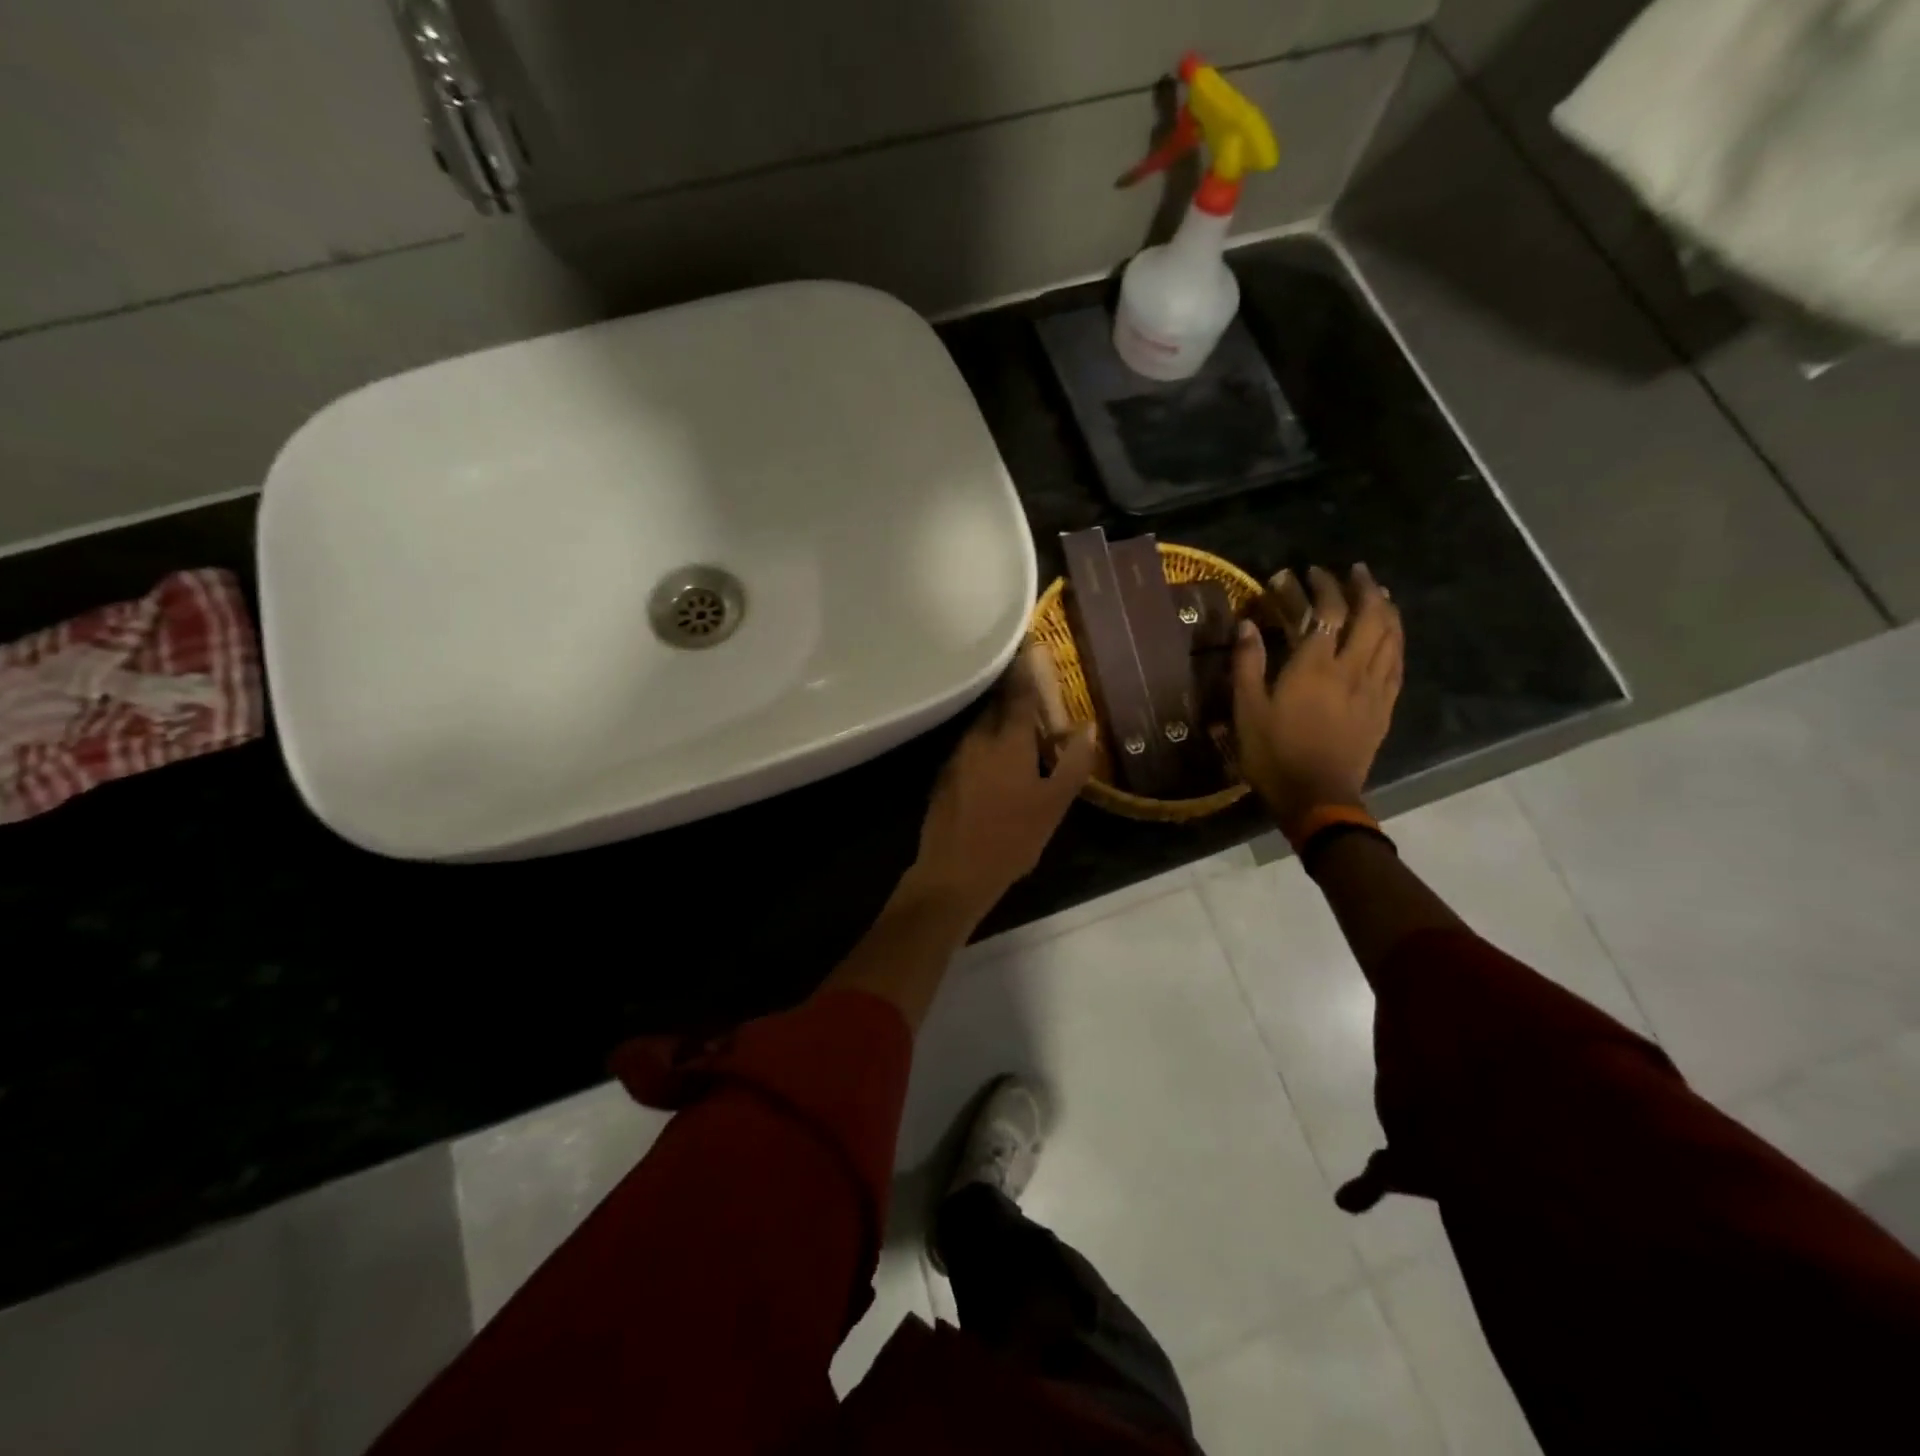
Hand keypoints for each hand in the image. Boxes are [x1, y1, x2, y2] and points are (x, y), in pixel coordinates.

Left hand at [903, 668, 1096, 930]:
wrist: (954, 873)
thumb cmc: (1012, 838)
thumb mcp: (1054, 804)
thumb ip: (1073, 762)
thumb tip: (1088, 726)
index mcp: (1007, 740)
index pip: (1020, 693)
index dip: (1028, 669)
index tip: (1033, 646)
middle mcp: (977, 739)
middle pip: (997, 706)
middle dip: (1013, 694)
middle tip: (1032, 690)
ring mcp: (956, 757)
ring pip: (981, 727)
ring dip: (999, 720)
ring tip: (1018, 724)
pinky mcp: (944, 777)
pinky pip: (969, 747)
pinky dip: (985, 742)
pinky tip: (995, 759)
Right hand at [1232, 564, 1402, 830]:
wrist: (1317, 796)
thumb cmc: (1274, 754)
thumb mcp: (1247, 710)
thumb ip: (1247, 664)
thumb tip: (1247, 625)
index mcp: (1315, 666)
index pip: (1327, 612)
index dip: (1321, 586)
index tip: (1310, 572)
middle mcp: (1352, 668)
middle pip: (1370, 616)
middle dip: (1363, 588)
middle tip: (1353, 572)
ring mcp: (1374, 687)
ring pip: (1391, 636)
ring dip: (1386, 608)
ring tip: (1378, 593)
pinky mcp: (1385, 707)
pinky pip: (1398, 663)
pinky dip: (1396, 639)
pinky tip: (1391, 635)